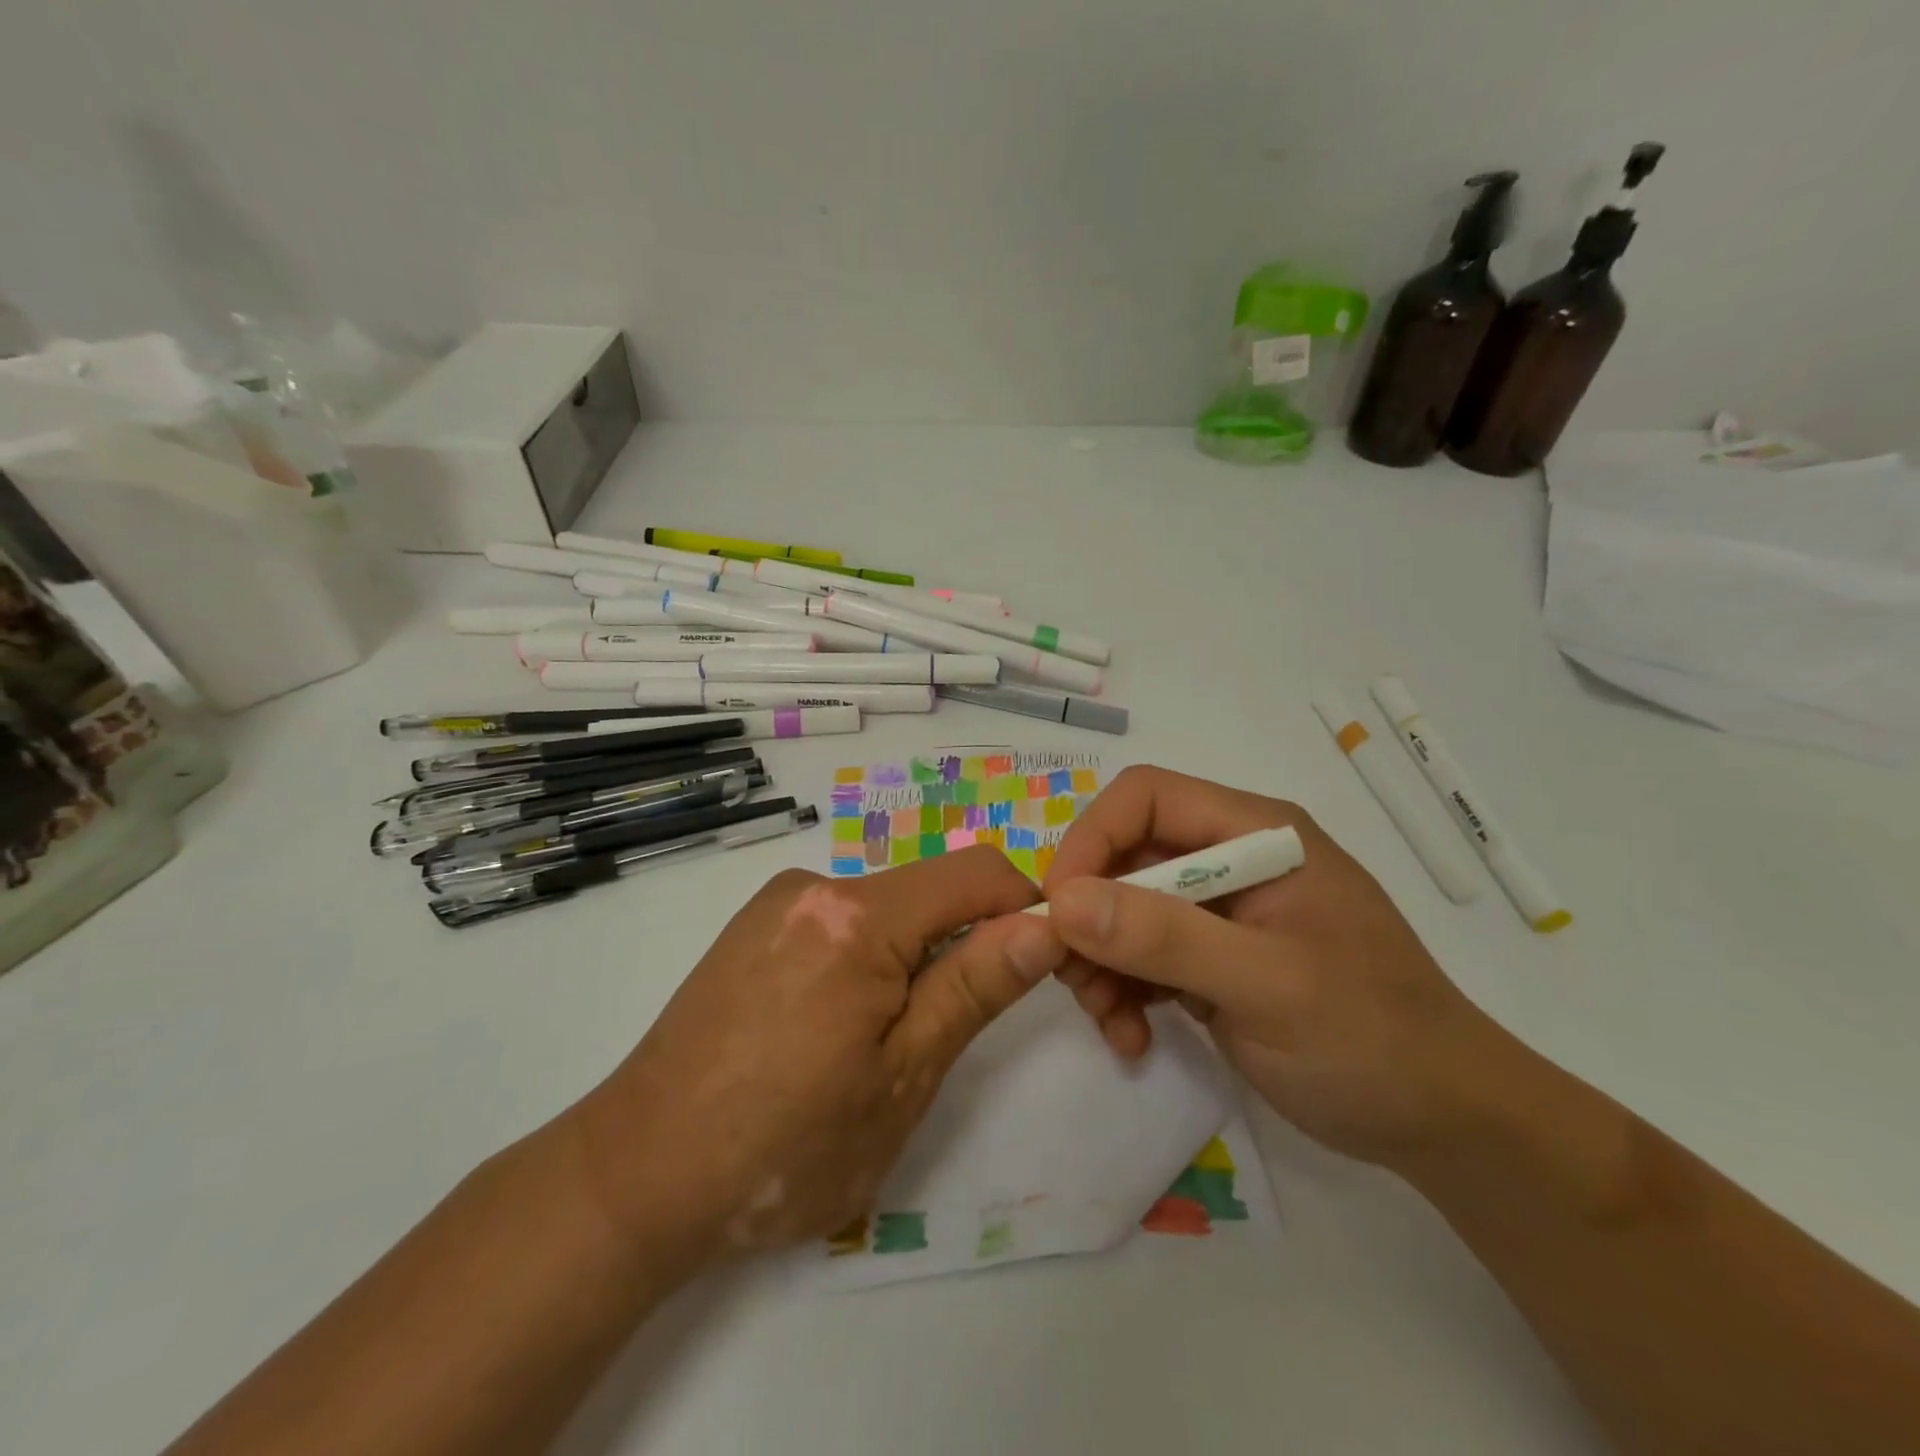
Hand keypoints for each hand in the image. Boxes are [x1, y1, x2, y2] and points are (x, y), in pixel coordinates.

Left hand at [571, 846, 1063, 1260]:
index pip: (978, 872)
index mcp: (858, 915)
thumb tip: (1043, 926)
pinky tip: (828, 1029)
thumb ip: (974, 988)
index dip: (1024, 908)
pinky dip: (865, 959)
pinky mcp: (752, 927)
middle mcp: (816, 886)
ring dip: (910, 958)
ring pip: (884, 909)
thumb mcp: (902, 1077)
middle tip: (945, 1033)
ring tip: (876, 1045)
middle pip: (928, 890)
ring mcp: (777, 903)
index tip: (1038, 967)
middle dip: (962, 944)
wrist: (635, 1174)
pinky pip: (838, 922)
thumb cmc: (784, 1145)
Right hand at [1038, 766, 1513, 1167]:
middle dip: (1091, 918)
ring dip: (1101, 962)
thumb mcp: (1267, 986)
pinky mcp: (1213, 955)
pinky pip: (1142, 954)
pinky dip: (1123, 991)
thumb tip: (1064, 901)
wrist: (1444, 1123)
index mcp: (1256, 833)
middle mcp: (1232, 857)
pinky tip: (1132, 1037)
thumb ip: (1165, 937)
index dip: (1092, 840)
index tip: (1061, 910)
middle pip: (1125, 856)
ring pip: (1123, 908)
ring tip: (1109, 1022)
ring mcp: (1222, 909)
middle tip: (1074, 982)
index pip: (1145, 797)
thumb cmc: (1371, 1040)